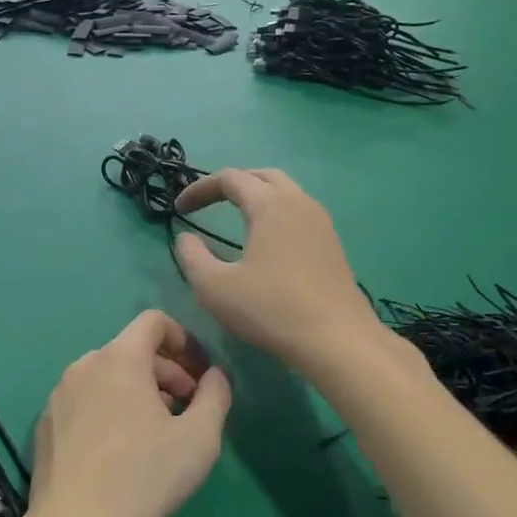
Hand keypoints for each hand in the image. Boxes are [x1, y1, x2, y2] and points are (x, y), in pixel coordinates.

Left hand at [29, 310, 230, 516]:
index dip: (183, 339)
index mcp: (120, 358)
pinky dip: (109, 409)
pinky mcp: (45, 423)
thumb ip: (215, 396)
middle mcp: (85, 365)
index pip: (153, 321)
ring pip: (108, 376)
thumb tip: (215, 375)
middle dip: (166, 372)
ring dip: (138, 392)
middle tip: (187, 410)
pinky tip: (119, 452)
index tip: (200, 373)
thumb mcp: (199, 438)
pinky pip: (85, 400)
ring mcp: (59, 394)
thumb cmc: (143, 476)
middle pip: (133, 350)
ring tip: (156, 433)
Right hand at [173, 169, 379, 369]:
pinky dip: (276, 213)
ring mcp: (321, 222)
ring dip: (257, 196)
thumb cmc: (271, 309)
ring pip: (286, 192)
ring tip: (236, 217)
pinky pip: (300, 212)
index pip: (229, 178)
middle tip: (209, 203)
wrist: (337, 340)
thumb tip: (187, 239)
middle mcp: (299, 203)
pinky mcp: (332, 244)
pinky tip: (267, 242)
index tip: (179, 209)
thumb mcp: (214, 287)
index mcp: (270, 205)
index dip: (199, 188)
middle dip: (232, 183)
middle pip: (262, 176)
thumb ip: (192, 257)